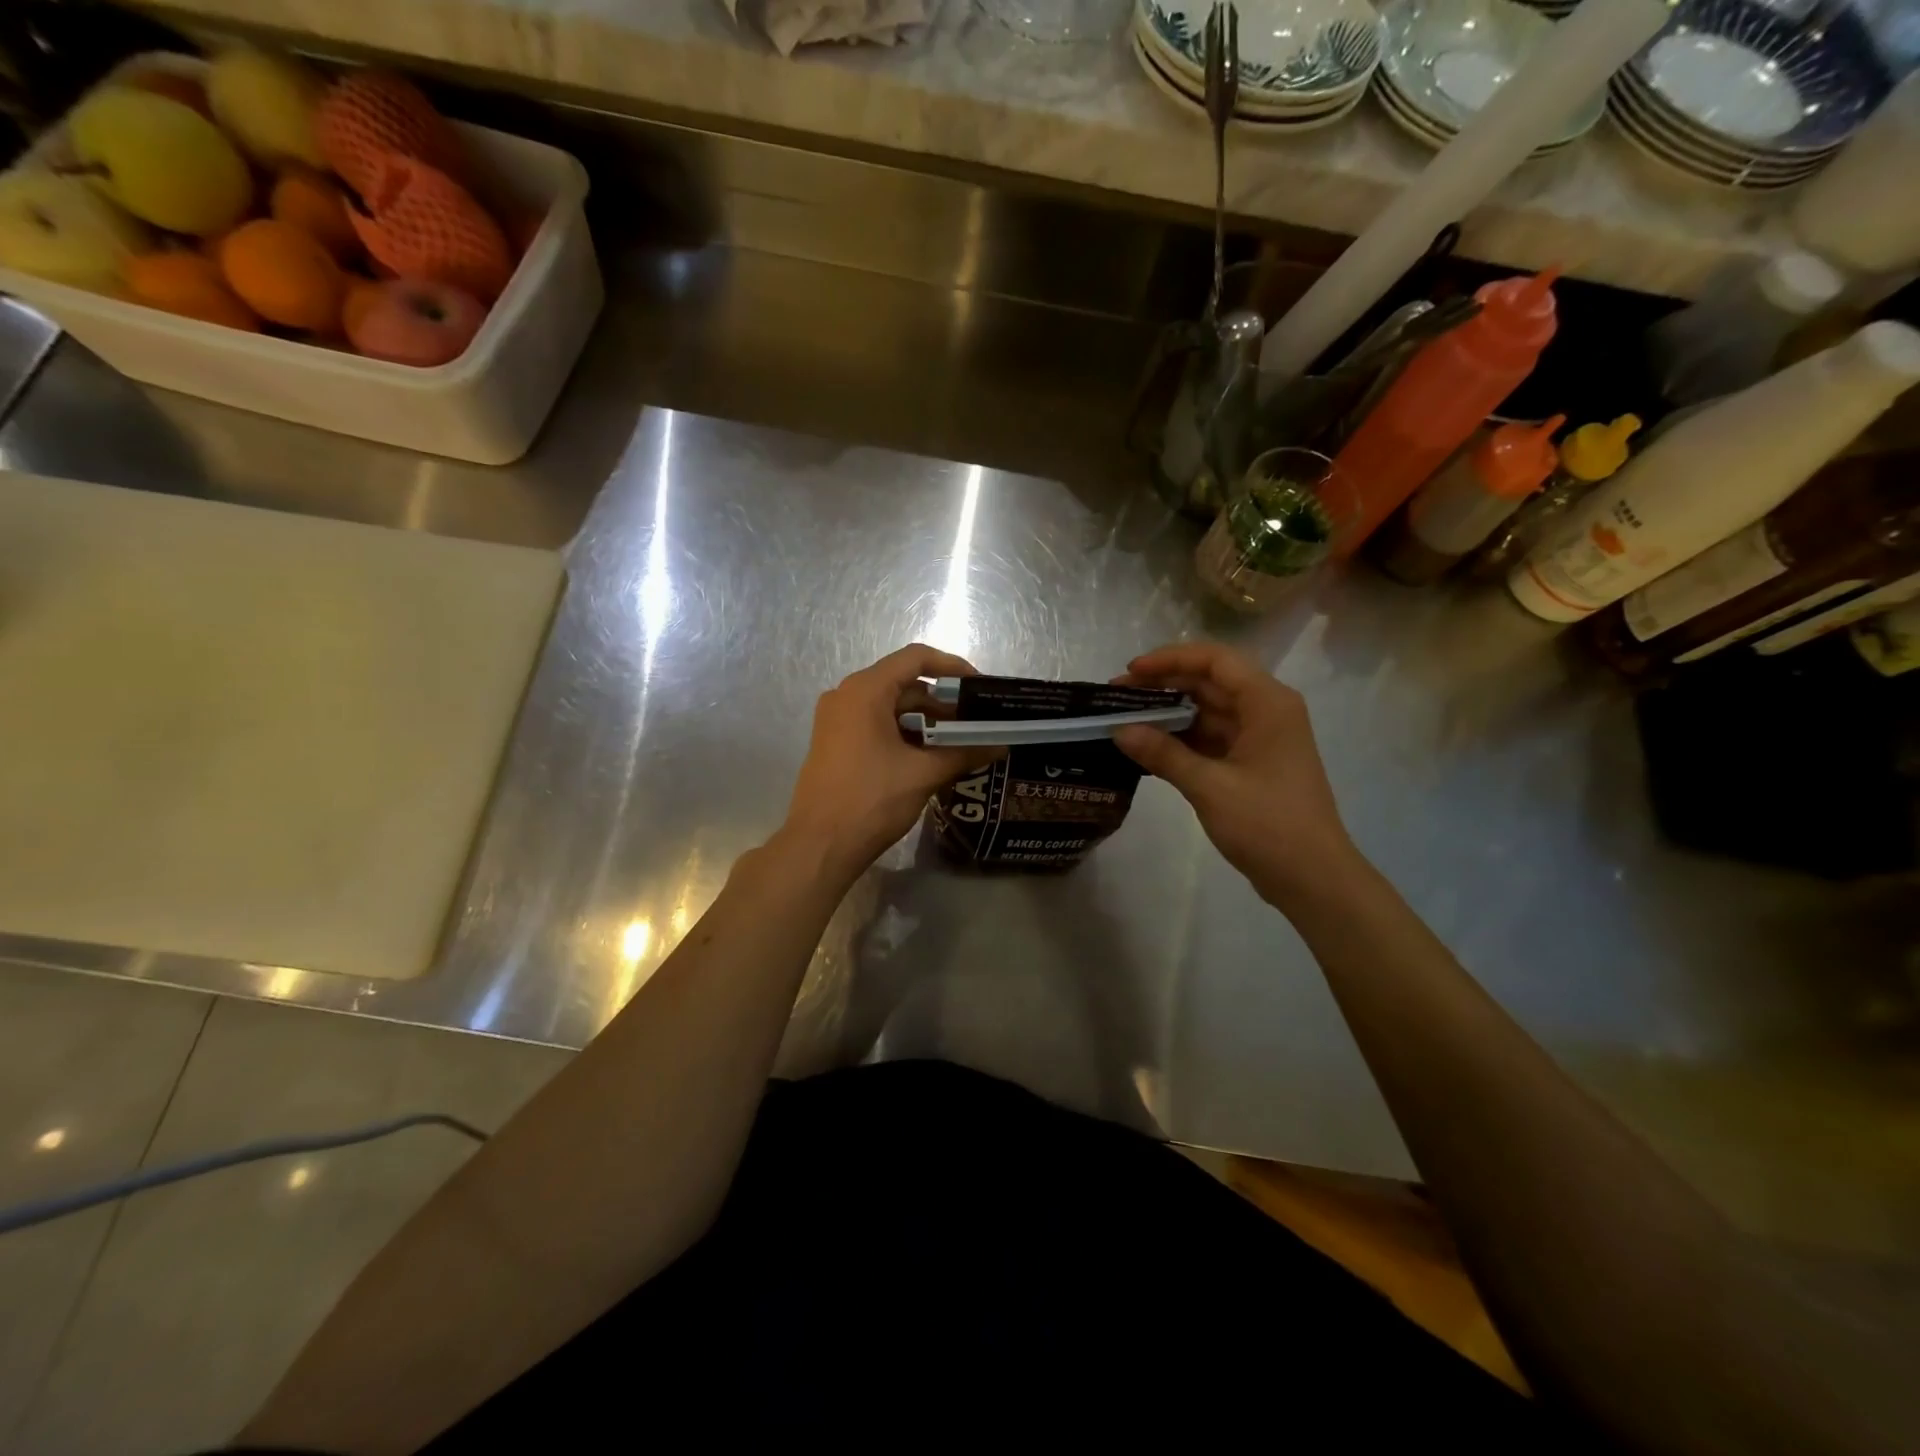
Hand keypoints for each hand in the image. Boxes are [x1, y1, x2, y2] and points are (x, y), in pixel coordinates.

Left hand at [777, 644, 995, 882]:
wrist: (819, 845)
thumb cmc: (871, 800)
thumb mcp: (923, 774)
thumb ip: (964, 753)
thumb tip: (1001, 746)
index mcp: (865, 691)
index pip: (915, 658)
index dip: (952, 666)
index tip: (979, 686)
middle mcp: (846, 696)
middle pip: (903, 683)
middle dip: (941, 701)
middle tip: (975, 722)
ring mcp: (836, 720)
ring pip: (890, 707)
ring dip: (925, 720)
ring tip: (958, 742)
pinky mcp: (834, 742)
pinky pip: (875, 724)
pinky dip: (904, 733)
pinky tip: (929, 756)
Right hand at [1113, 641, 1359, 907]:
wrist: (1313, 879)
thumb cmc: (1268, 825)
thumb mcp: (1210, 786)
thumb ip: (1164, 754)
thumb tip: (1119, 730)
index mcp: (1267, 704)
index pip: (1215, 661)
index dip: (1170, 659)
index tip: (1131, 671)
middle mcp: (1266, 712)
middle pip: (1209, 683)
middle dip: (1163, 686)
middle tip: (1116, 697)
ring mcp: (1259, 739)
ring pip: (1208, 712)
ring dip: (1169, 715)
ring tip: (1124, 722)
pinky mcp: (1251, 765)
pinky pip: (1210, 739)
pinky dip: (1181, 741)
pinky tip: (1147, 748)